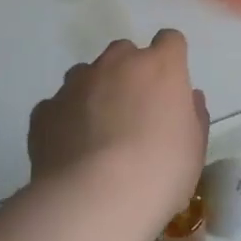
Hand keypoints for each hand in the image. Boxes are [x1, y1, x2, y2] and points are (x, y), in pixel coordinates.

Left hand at [28, 30, 209, 230]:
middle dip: (130, 73)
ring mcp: (76, 84)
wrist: (94, 200)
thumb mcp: (195, 148)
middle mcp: (117, 63)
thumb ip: (193, 115)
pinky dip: (65, 120)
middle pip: (125, 52)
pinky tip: (71, 152)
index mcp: (160, 66)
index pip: (170, 40)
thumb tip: (187, 98)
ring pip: (87, 75)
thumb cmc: (160, 171)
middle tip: (135, 112)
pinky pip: (58, 106)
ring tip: (98, 133)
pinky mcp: (45, 110)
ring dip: (95, 92)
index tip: (171, 86)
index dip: (170, 59)